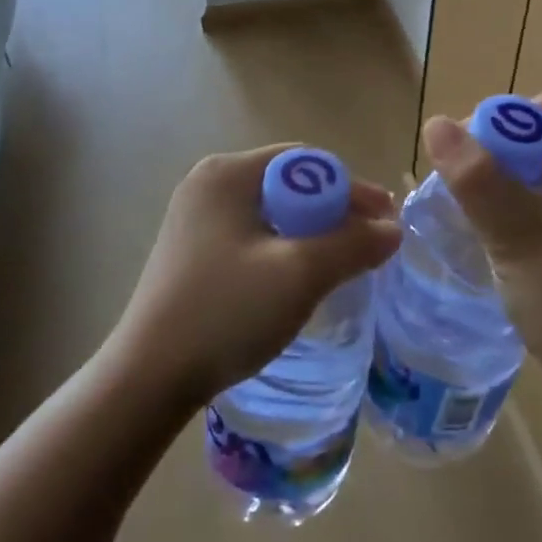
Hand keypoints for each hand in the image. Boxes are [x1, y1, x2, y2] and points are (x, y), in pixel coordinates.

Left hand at [109, 145, 401, 410]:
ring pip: (274, 213)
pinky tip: (299, 278)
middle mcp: (209, 184)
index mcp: (228, 173)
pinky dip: (286, 249)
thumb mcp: (300, 274)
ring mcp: (196, 218)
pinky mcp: (193, 250)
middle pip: (291, 184)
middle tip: (370, 244)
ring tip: (342, 263)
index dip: (352, 189)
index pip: (307, 162)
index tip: (385, 222)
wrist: (148, 379)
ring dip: (313, 233)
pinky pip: (254, 235)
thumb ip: (353, 244)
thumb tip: (393, 230)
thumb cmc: (225, 312)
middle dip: (335, 212)